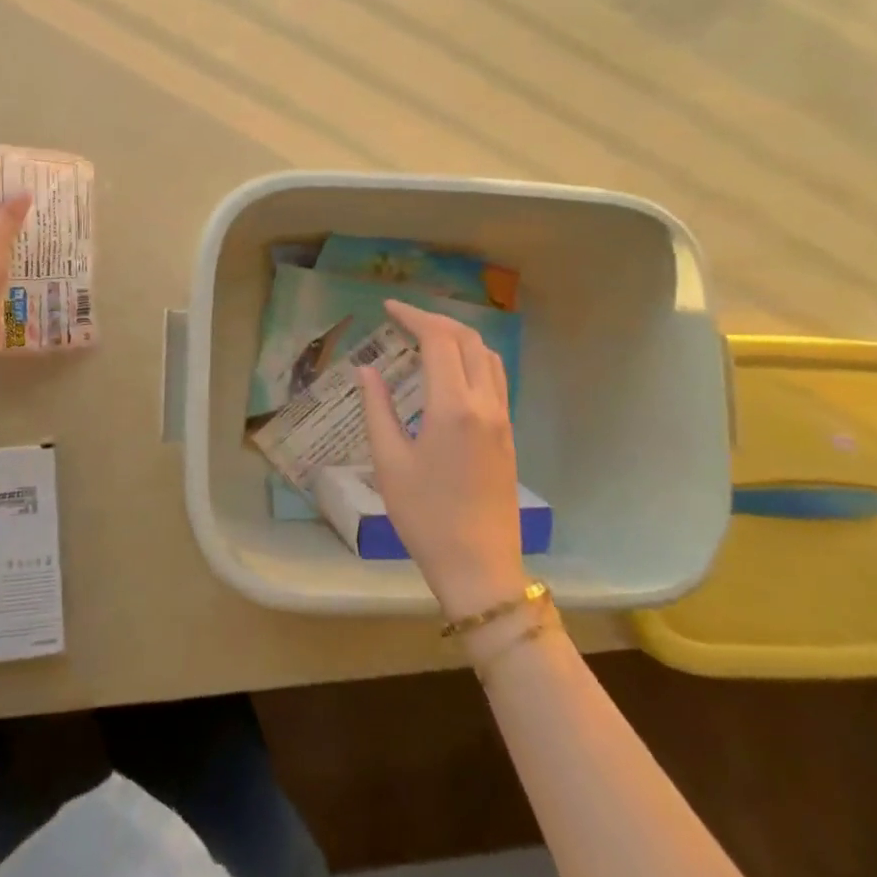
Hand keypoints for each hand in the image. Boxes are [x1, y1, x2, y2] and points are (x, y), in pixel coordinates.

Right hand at [355, 299, 525, 617]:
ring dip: (458, 337)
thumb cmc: (425, 516)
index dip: (413, 317)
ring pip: (488, 357)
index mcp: (453, 406)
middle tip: (402, 319)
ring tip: (425, 338)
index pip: (438, 340)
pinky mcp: (508, 436)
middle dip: (435, 320)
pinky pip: (495, 379)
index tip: (387, 308)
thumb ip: (378, 408)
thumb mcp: (389, 461)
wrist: (480, 568)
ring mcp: (503, 420)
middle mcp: (485, 404)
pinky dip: (472, 359)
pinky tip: (449, 372)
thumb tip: (368, 369)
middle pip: (468, 340)